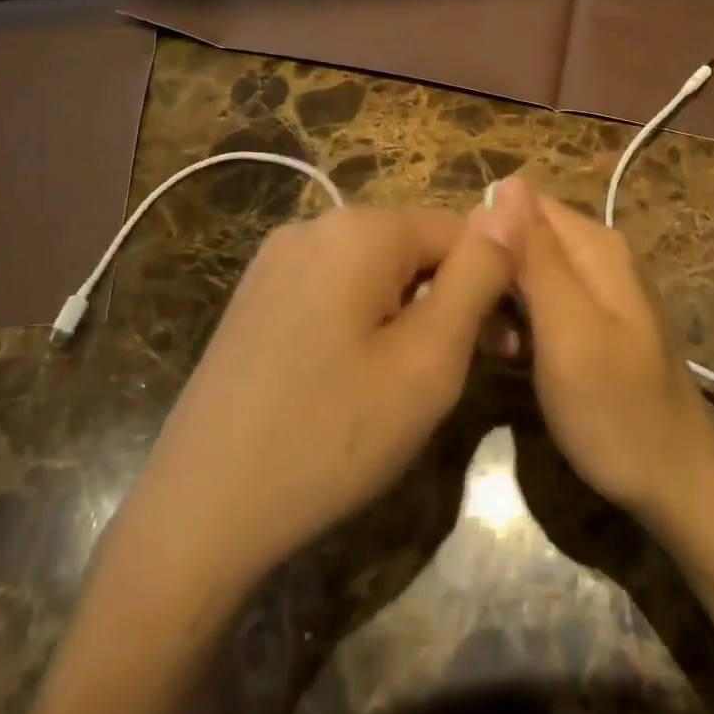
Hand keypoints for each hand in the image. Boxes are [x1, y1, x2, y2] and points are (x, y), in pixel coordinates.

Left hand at [128, 198, 527, 590]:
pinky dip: (361, 322)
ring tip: (405, 386)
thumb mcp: (429, 359)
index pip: (459, 229)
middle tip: (455, 377)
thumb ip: (479, 274)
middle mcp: (313, 225)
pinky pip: (333, 290)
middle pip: (413, 247)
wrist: (199, 512)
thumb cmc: (332, 436)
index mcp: (359, 228)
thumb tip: (514, 201)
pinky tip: (350, 381)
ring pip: (374, 271)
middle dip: (446, 300)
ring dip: (406, 314)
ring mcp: (275, 259)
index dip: (491, 284)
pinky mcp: (255, 295)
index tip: (502, 349)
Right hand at [508, 177, 713, 522]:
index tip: (461, 280)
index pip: (520, 203)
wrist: (676, 481)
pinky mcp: (594, 319)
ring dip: (502, 299)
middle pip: (524, 235)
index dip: (483, 234)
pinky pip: (543, 300)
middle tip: (477, 323)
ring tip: (495, 345)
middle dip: (492, 270)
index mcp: (595, 244)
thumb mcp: (567, 329)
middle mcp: (599, 253)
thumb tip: (506, 182)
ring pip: (529, 269)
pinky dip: (522, 320)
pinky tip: (515, 354)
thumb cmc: (615, 408)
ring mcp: (599, 287)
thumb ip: (536, 255)